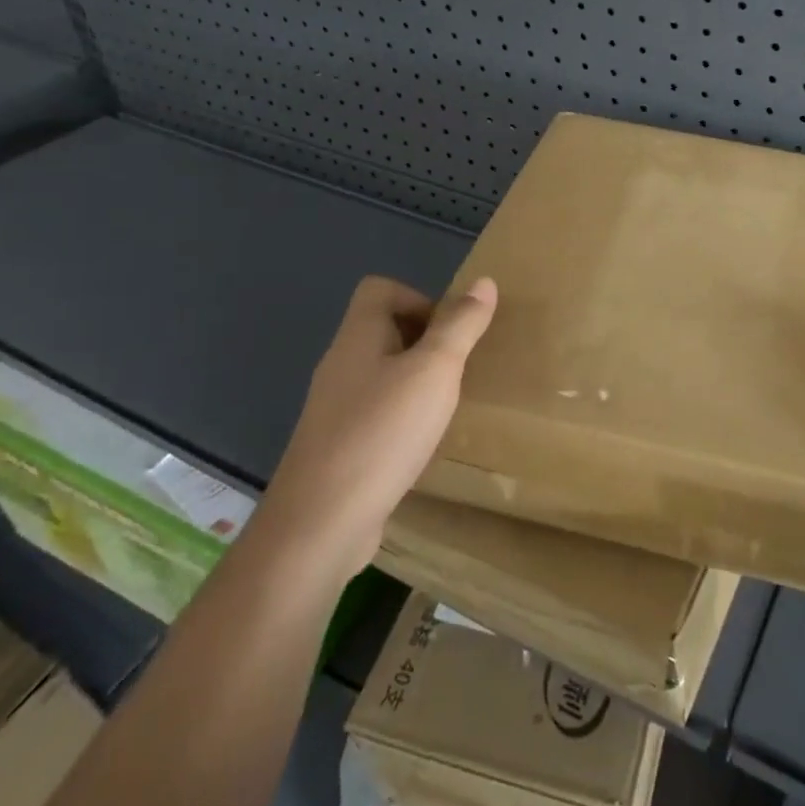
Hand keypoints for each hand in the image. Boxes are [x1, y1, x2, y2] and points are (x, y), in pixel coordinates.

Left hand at [261, 275, 497, 575]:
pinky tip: (422, 444)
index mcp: (357, 338)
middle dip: (426, 343)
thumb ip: (460, 325)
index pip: (380, 290)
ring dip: (417, 382)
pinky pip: (376, 414)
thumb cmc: (382, 433)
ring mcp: (335, 409)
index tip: (448, 334)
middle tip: (456, 370)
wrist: (320, 524)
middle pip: (383, 330)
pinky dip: (403, 419)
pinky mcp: (338, 447)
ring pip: (382, 374)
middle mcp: (341, 366)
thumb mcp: (434, 370)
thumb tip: (484, 282)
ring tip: (445, 407)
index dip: (418, 298)